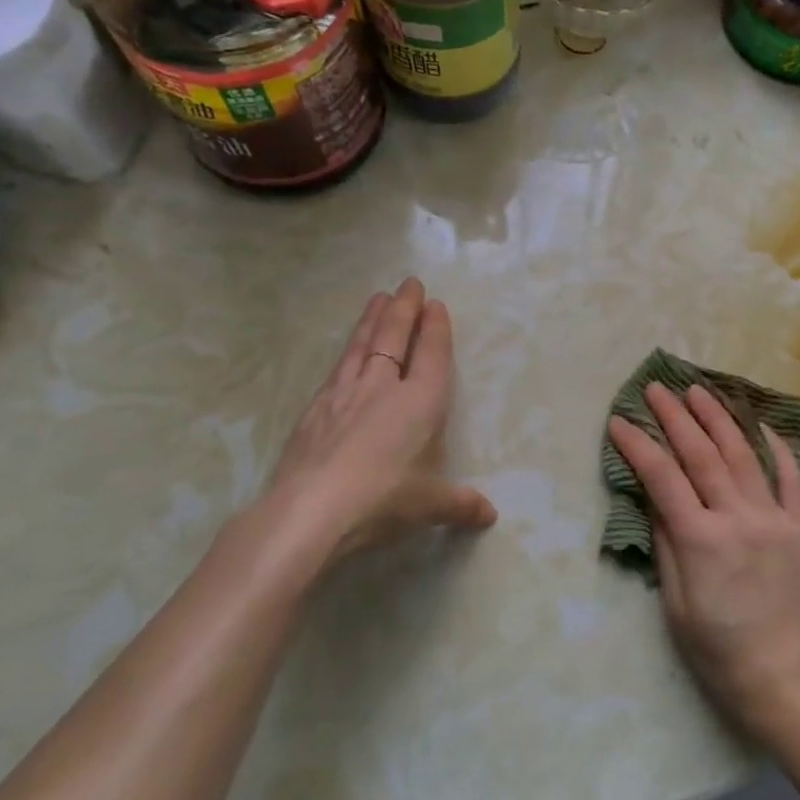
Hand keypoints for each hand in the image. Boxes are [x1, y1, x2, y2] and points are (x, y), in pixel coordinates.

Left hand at [237, 279, 496, 586]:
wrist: (310, 510)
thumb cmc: (383, 499)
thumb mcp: (431, 506)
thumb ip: (461, 505)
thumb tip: (489, 516)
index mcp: (420, 403)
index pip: (431, 355)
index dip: (435, 328)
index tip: (435, 304)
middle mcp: (382, 388)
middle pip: (394, 337)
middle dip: (404, 309)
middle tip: (409, 283)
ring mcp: (344, 395)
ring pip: (361, 345)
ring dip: (372, 319)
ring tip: (378, 298)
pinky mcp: (314, 410)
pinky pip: (337, 369)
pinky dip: (346, 353)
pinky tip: (345, 354)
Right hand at [608, 384, 799, 744]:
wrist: (787, 680)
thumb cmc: (719, 652)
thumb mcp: (675, 605)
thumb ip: (666, 544)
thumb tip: (653, 496)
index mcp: (701, 540)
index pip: (662, 477)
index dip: (638, 445)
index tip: (619, 420)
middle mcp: (738, 518)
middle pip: (702, 454)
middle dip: (675, 417)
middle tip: (656, 388)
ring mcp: (775, 519)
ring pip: (743, 455)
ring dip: (718, 418)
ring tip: (699, 390)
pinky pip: (791, 478)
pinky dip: (775, 447)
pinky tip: (759, 423)